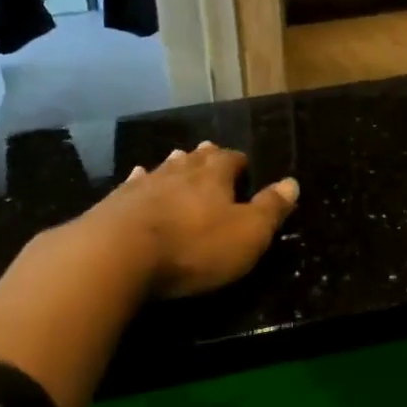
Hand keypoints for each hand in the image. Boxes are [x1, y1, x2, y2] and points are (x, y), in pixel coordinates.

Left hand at [76, 141, 299, 298]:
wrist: (117, 255)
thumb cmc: (193, 247)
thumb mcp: (247, 234)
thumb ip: (270, 209)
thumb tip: (291, 182)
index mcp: (214, 176)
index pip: (231, 159)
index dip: (239, 162)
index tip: (245, 166)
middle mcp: (178, 172)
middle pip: (196, 158)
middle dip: (206, 156)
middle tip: (211, 152)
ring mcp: (142, 184)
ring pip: (164, 167)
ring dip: (174, 164)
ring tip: (179, 158)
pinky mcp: (114, 203)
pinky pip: (132, 184)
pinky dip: (140, 181)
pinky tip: (137, 178)